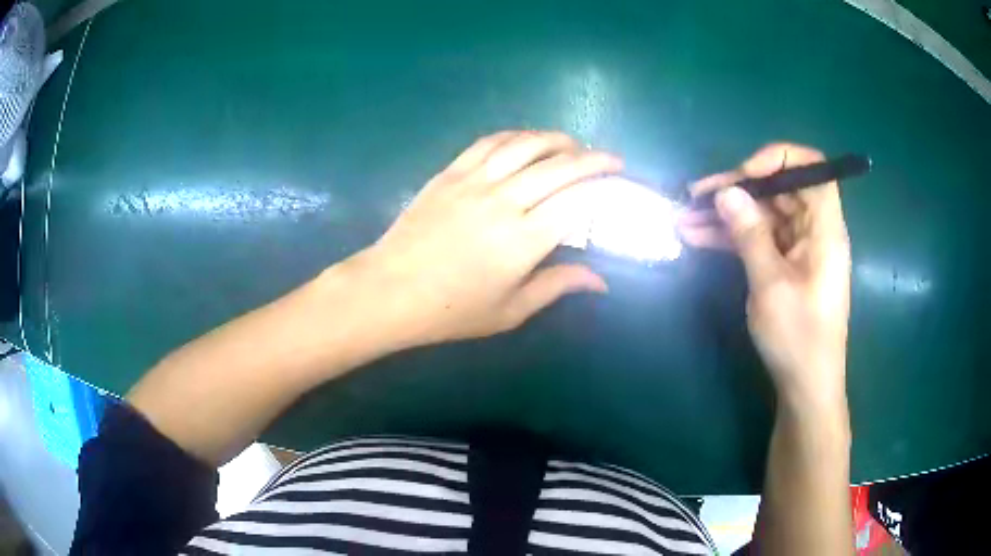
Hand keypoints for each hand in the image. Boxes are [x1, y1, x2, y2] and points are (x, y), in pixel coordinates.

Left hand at [346, 131, 621, 347]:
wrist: (390, 290)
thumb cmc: (451, 310)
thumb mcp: (510, 310)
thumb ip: (557, 287)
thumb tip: (601, 281)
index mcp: (523, 240)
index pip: (576, 200)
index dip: (602, 185)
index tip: (617, 181)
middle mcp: (504, 201)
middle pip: (558, 166)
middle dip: (592, 157)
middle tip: (609, 158)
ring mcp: (474, 182)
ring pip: (525, 145)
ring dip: (556, 139)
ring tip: (573, 143)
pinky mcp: (450, 173)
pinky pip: (489, 143)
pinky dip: (515, 136)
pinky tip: (527, 139)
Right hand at [679, 144, 850, 408]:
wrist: (805, 386)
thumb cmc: (798, 337)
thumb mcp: (770, 285)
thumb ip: (749, 234)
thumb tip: (726, 192)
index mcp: (824, 228)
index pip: (812, 168)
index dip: (778, 159)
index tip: (744, 173)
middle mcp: (814, 231)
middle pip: (779, 189)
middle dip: (738, 188)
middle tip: (696, 196)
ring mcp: (798, 248)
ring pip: (763, 214)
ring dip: (726, 214)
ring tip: (685, 217)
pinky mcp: (785, 266)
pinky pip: (758, 239)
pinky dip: (731, 236)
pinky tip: (698, 236)